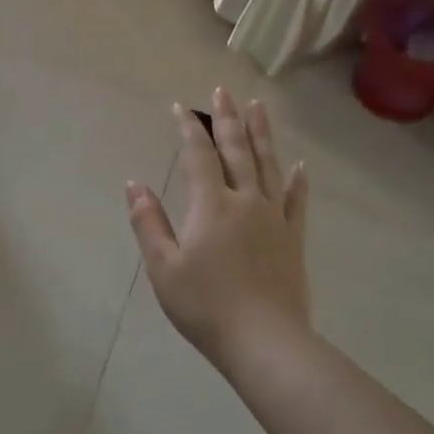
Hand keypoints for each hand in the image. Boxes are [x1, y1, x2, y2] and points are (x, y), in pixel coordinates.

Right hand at [126, 89, 310, 368]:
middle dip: (227, 119)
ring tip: (258, 107)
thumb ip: (148, 222)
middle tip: (222, 90)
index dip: (188, 129)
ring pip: (268, 165)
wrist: (265, 342)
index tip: (179, 107)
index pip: (198, 156)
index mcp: (211, 205)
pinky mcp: (292, 239)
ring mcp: (273, 218)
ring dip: (261, 133)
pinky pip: (296, 200)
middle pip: (236, 150)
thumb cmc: (205, 306)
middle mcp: (245, 201)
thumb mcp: (163, 267)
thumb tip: (134, 184)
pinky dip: (297, 180)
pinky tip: (299, 164)